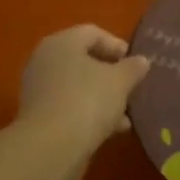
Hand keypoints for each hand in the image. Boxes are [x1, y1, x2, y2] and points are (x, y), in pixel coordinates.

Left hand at [16, 24, 150, 152]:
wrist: (51, 146)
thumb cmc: (88, 101)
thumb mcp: (120, 81)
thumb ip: (133, 68)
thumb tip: (141, 61)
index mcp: (62, 43)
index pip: (92, 33)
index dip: (117, 45)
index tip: (136, 63)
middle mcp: (45, 60)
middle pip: (83, 60)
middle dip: (110, 74)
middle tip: (131, 87)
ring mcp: (39, 89)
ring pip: (77, 86)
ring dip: (102, 97)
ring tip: (126, 115)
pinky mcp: (38, 116)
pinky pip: (69, 106)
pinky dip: (89, 113)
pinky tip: (110, 130)